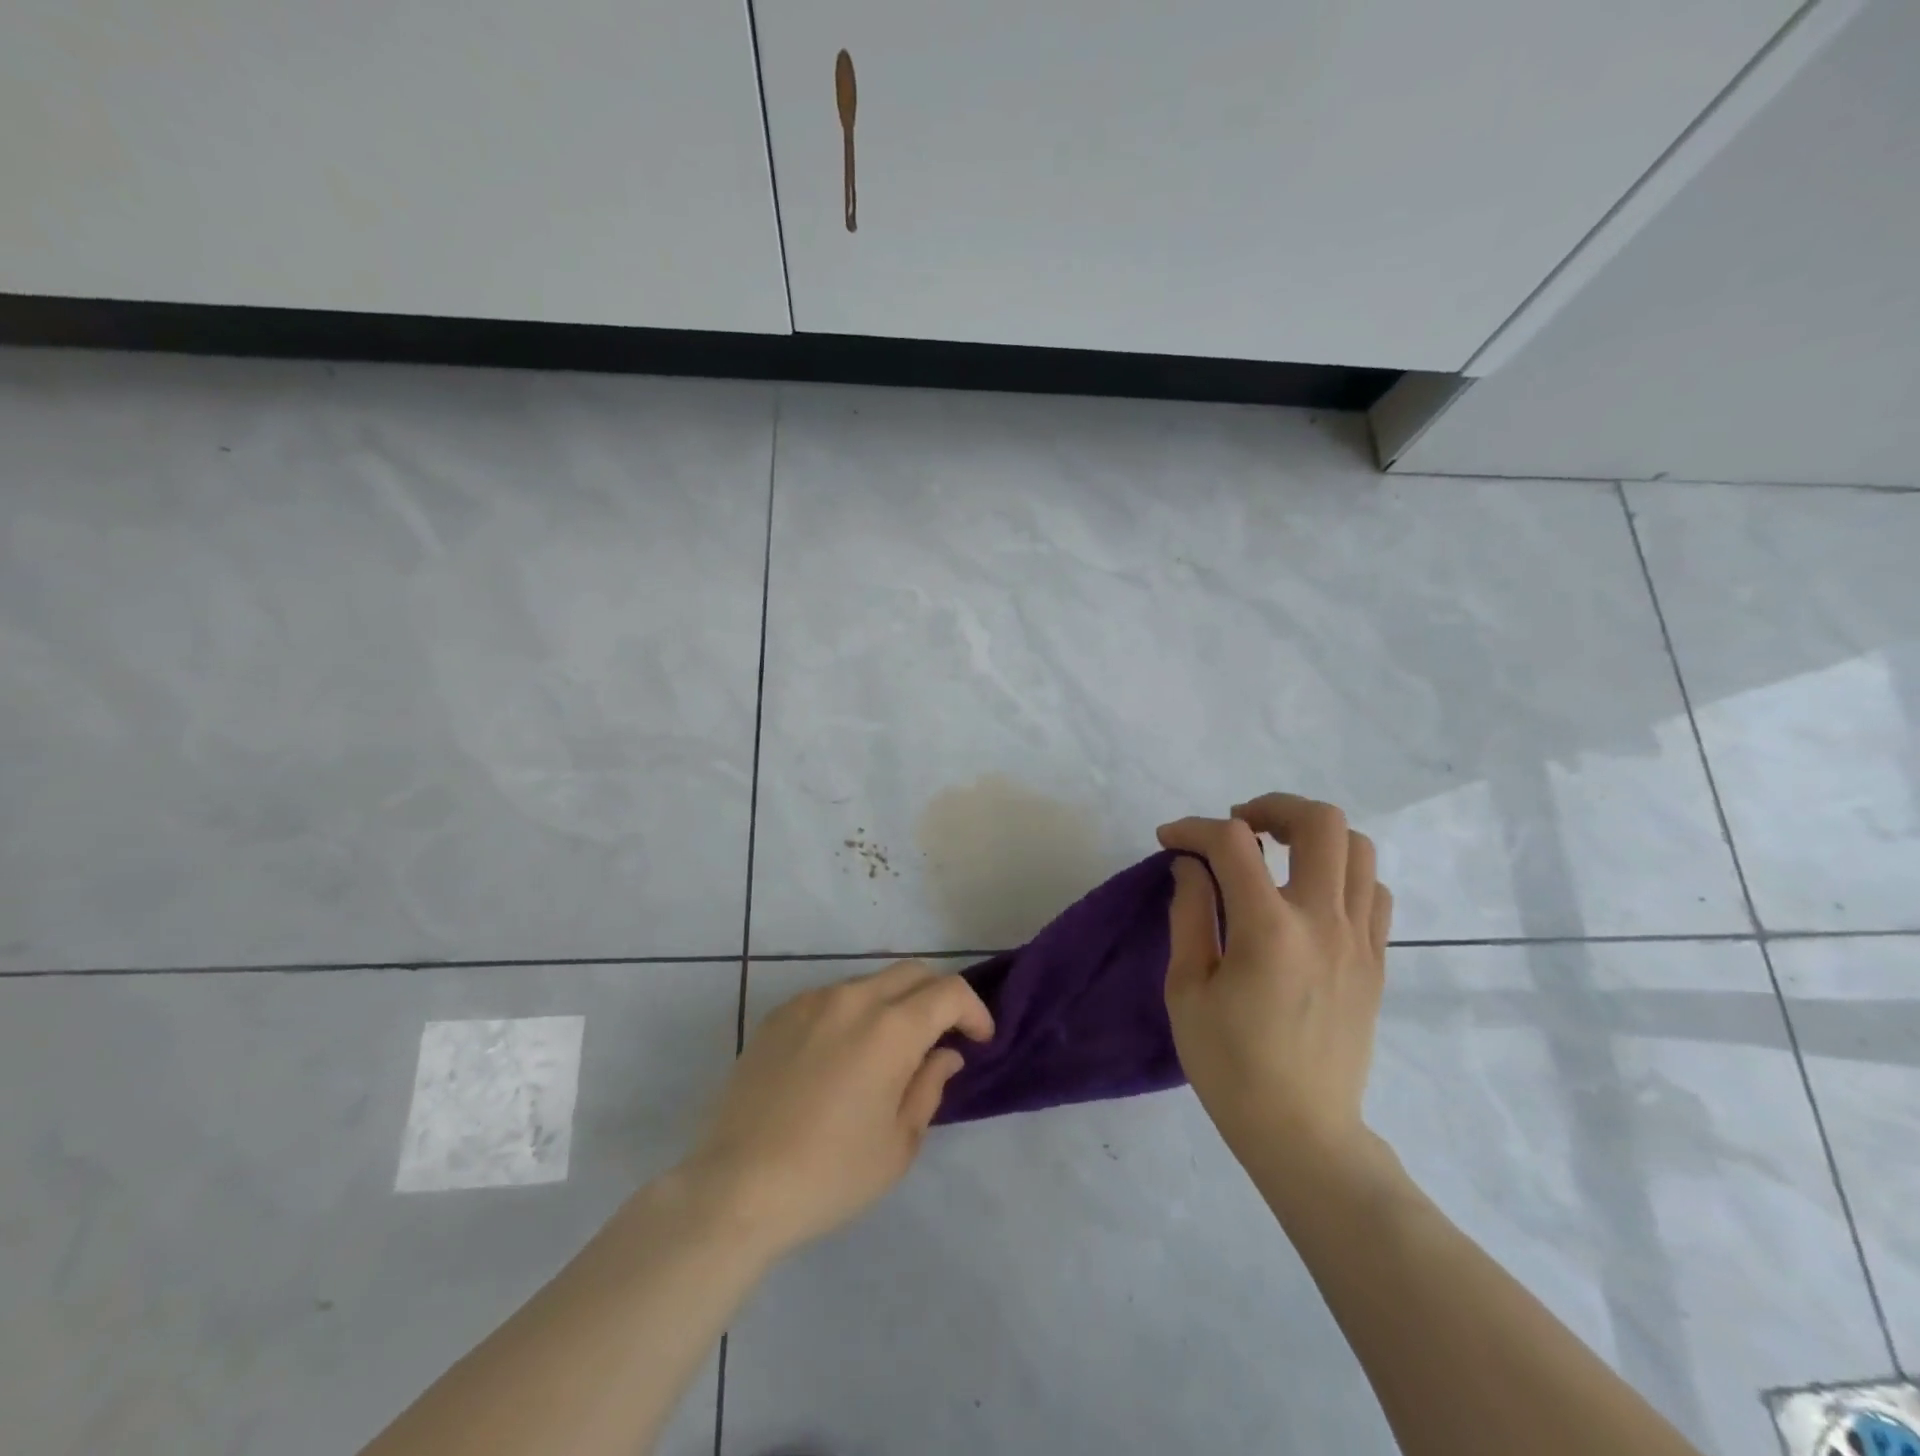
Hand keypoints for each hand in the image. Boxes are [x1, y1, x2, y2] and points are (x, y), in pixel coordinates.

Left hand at [680, 961, 993, 1260]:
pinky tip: (840, 1058)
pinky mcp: (780, 1014)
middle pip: (912, 973)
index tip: (979, 1040)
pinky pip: (831, 998)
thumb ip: (929, 1086)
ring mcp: (812, 1001)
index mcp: (891, 1028)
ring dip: (893, 1005)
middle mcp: (854, 998)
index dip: (974, 1010)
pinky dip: (852, 1014)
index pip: (949, 992)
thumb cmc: (830, 1174)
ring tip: (887, 1052)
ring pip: (870, 983)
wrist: (737, 1187)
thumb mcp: (898, 1144)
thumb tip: (944, 1053)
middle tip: (941, 1038)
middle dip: (937, 998)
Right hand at [1158, 794, 1391, 1164]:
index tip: (1170, 840)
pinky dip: (1342, 873)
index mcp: (1269, 929)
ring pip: (1360, 848)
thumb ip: (1189, 914)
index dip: (1194, 828)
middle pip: (1321, 822)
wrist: (1302, 1132)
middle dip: (1271, 807)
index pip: (1233, 843)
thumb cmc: (1230, 1065)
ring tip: (1276, 853)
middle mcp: (1324, 921)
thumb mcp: (1186, 989)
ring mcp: (1361, 940)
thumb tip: (1191, 865)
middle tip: (1238, 829)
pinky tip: (1310, 895)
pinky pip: (1375, 891)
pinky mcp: (1378, 961)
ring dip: (1313, 835)